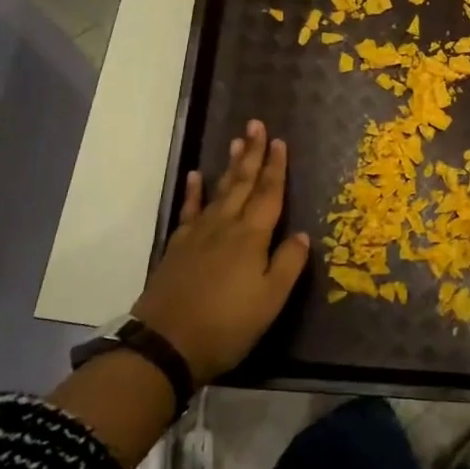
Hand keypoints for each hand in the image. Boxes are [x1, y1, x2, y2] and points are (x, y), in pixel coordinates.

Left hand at [130, 119, 310, 385]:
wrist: (166, 345)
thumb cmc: (227, 325)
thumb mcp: (270, 301)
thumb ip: (288, 264)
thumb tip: (303, 234)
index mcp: (252, 238)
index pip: (268, 194)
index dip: (276, 167)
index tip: (280, 141)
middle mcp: (225, 227)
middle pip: (242, 183)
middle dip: (252, 154)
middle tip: (256, 124)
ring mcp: (197, 235)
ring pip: (218, 191)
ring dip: (229, 165)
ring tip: (236, 141)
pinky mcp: (178, 247)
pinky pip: (189, 210)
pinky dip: (194, 191)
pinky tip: (196, 176)